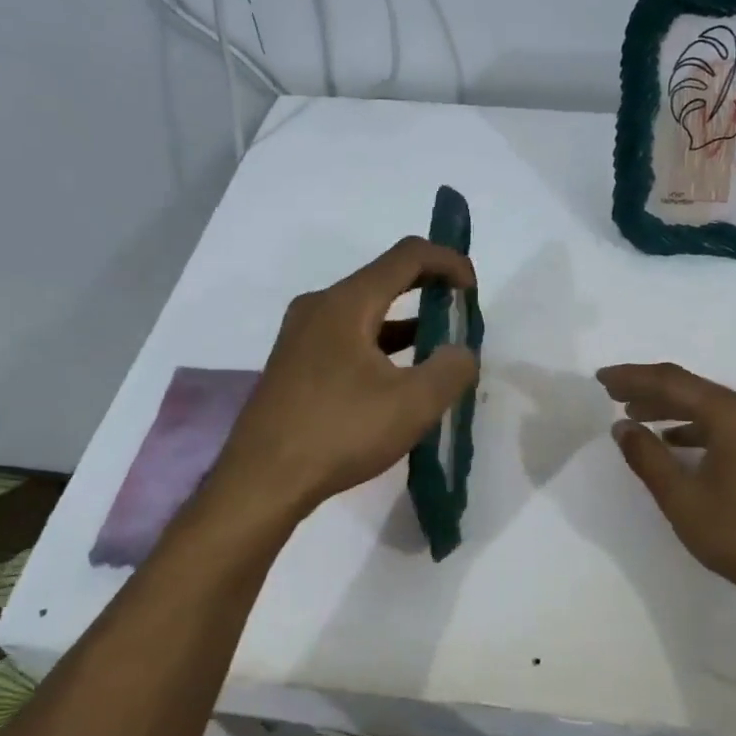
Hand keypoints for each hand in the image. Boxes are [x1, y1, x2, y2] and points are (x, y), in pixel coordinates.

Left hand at [215, 237, 478, 517]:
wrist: (261, 480)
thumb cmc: (339, 432)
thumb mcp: (413, 404)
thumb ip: (451, 369)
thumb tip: (461, 353)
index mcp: (347, 303)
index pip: (407, 256)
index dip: (448, 261)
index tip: (473, 291)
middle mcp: (319, 307)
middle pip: (384, 279)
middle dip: (429, 290)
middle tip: (459, 315)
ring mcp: (301, 336)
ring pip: (365, 312)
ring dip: (405, 322)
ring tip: (437, 350)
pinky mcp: (294, 364)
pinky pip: (347, 337)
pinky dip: (380, 345)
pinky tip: (397, 379)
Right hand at [597, 362, 735, 609]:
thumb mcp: (680, 497)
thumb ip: (646, 456)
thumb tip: (622, 426)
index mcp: (733, 415)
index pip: (673, 382)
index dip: (633, 377)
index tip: (601, 377)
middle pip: (692, 388)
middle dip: (649, 389)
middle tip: (611, 392)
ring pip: (708, 405)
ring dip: (670, 407)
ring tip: (633, 414)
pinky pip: (725, 423)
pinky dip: (694, 426)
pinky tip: (672, 440)